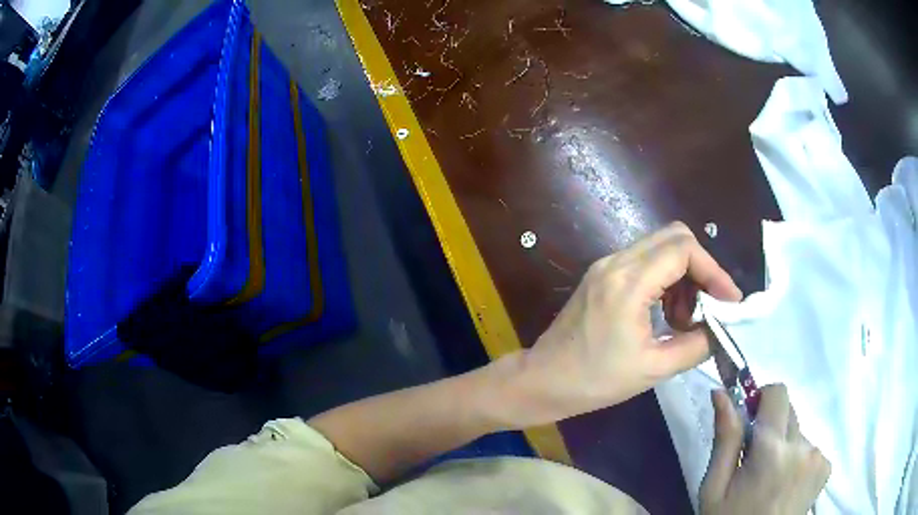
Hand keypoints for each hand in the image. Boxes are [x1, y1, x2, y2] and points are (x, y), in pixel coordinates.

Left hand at [513, 222, 741, 424]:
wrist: (543, 380)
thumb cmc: (595, 381)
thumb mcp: (653, 369)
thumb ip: (696, 345)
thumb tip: (722, 329)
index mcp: (628, 282)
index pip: (684, 249)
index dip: (714, 270)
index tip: (728, 301)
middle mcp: (616, 262)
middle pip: (674, 238)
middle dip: (701, 269)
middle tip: (710, 306)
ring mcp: (606, 265)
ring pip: (660, 248)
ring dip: (683, 276)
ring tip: (687, 319)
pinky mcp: (601, 275)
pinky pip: (644, 262)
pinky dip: (665, 280)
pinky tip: (668, 315)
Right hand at [701, 385, 830, 514]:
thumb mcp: (714, 489)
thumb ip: (725, 440)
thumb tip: (721, 394)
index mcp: (772, 451)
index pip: (778, 393)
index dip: (762, 400)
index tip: (749, 422)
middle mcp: (803, 446)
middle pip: (789, 412)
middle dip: (771, 427)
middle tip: (755, 461)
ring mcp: (818, 457)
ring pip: (799, 432)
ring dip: (785, 446)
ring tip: (771, 479)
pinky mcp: (826, 467)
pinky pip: (811, 448)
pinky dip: (798, 459)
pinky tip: (786, 484)